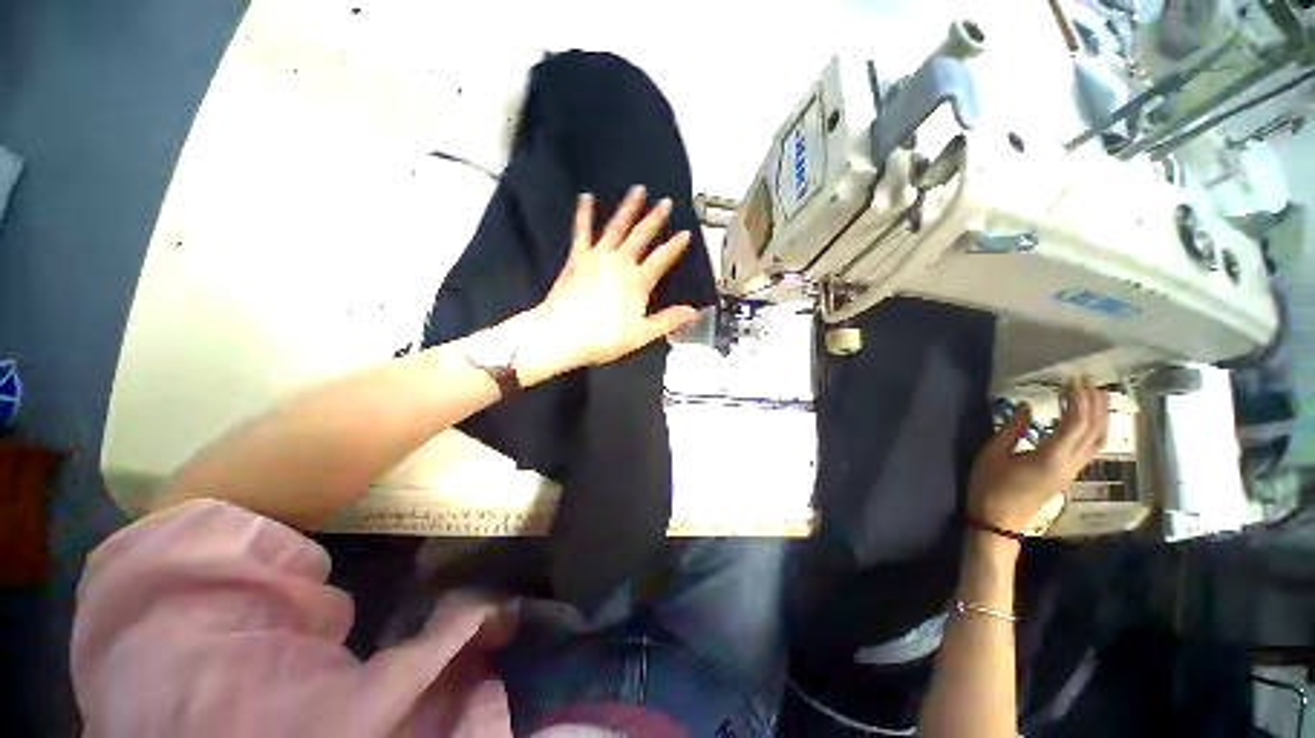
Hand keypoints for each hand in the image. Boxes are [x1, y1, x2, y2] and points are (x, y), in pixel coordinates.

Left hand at [530, 186, 698, 371]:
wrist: (560, 335)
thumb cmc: (602, 338)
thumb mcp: (641, 335)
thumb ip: (668, 321)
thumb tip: (694, 312)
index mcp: (637, 282)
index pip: (662, 259)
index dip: (675, 246)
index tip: (686, 233)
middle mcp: (620, 263)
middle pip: (641, 236)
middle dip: (655, 218)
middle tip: (665, 202)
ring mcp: (597, 257)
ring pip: (616, 227)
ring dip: (628, 208)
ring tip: (637, 190)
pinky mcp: (577, 258)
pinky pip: (581, 231)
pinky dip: (584, 214)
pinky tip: (585, 198)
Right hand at [968, 378, 1109, 532]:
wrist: (999, 519)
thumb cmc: (990, 486)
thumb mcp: (992, 454)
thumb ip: (1012, 429)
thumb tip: (1026, 406)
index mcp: (1052, 457)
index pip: (1076, 423)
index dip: (1078, 399)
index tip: (1071, 379)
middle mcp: (1071, 463)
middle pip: (1094, 430)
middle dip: (1094, 402)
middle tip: (1086, 379)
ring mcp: (1073, 470)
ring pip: (1098, 439)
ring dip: (1100, 415)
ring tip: (1096, 394)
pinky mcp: (1069, 473)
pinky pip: (1091, 447)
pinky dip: (1094, 428)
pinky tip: (1087, 419)